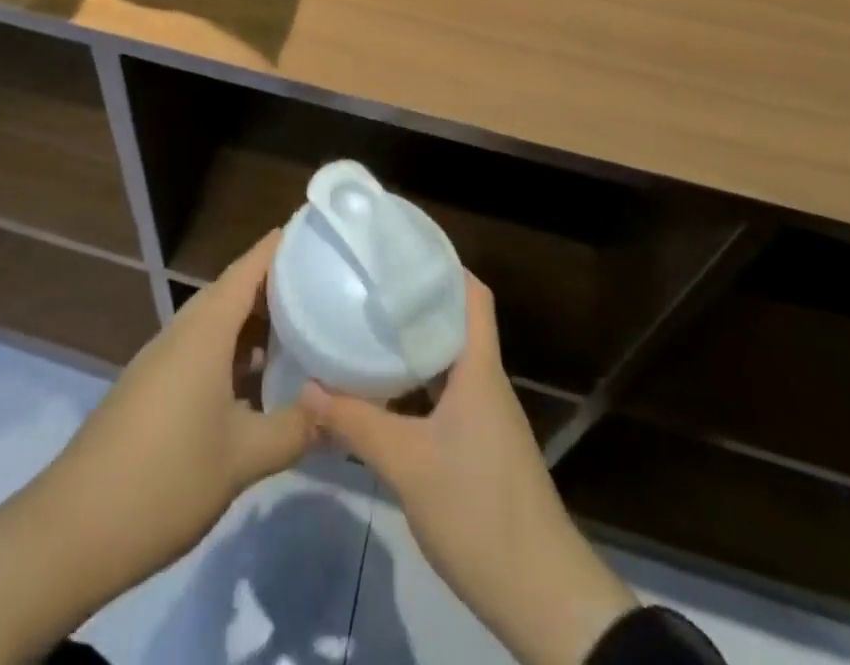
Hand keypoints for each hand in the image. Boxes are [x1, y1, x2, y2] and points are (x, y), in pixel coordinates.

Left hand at [0, 230, 316, 664]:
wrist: (72, 530)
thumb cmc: (164, 479)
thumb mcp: (242, 458)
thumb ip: (295, 428)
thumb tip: (335, 409)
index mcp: (205, 329)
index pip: (251, 266)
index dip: (284, 244)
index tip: (321, 233)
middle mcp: (183, 330)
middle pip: (235, 288)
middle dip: (279, 283)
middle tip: (326, 286)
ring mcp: (163, 357)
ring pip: (218, 321)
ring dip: (257, 320)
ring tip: (303, 330)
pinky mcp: (152, 385)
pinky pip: (203, 348)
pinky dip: (235, 350)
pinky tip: (258, 380)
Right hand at [299, 276, 636, 664]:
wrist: (542, 597)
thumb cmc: (478, 511)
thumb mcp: (407, 464)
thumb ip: (355, 423)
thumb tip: (307, 387)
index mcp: (479, 370)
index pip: (473, 296)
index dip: (444, 265)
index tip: (401, 251)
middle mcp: (486, 383)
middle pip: (455, 324)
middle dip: (416, 303)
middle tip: (369, 288)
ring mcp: (486, 418)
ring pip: (448, 363)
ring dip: (414, 347)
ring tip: (367, 331)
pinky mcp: (481, 449)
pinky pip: (446, 397)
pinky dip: (417, 386)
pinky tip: (383, 395)